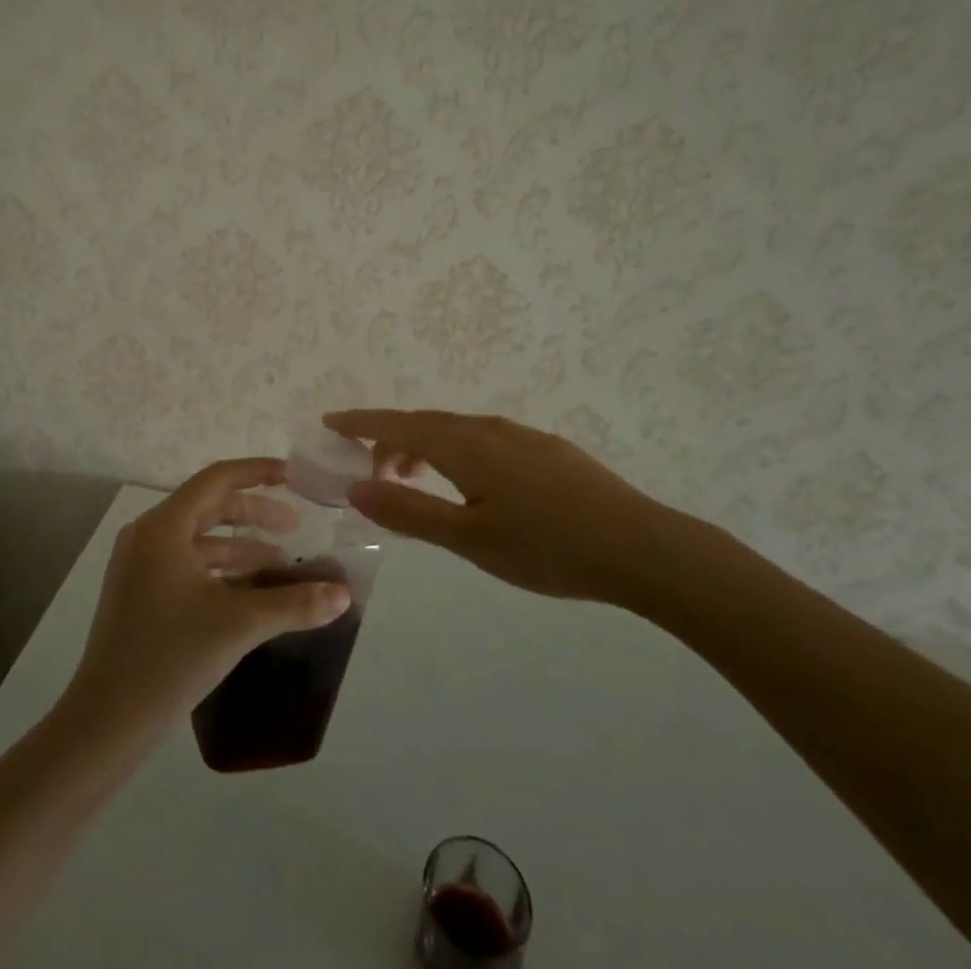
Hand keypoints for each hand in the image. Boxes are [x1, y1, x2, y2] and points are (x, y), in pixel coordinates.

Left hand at [65, 458, 352, 732]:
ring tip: (280, 563)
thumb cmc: (170, 657)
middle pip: (208, 506)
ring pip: (198, 538)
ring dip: (240, 545)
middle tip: (294, 527)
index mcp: (164, 526)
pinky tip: (249, 592)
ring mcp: (138, 565)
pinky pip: (186, 563)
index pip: (217, 479)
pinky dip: (220, 569)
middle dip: (254, 513)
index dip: (258, 473)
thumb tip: (343, 594)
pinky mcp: (138, 592)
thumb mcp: (239, 624)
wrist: (106, 721)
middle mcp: (147, 535)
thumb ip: (294, 604)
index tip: (294, 476)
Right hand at [326, 410, 690, 610]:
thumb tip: (356, 486)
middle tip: (370, 472)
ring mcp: (521, 435)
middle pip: (425, 423)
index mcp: (465, 445)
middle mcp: (489, 428)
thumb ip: (410, 511)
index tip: (329, 421)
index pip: (398, 424)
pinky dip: (456, 452)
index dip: (361, 422)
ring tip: (415, 480)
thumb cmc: (547, 548)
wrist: (641, 546)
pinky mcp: (546, 449)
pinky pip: (483, 438)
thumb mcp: (469, 538)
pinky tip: (470, 484)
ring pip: (456, 430)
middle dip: (390, 440)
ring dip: (424, 447)